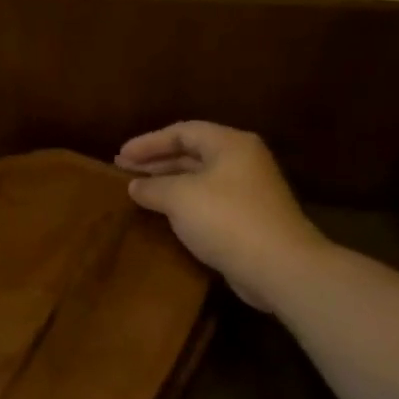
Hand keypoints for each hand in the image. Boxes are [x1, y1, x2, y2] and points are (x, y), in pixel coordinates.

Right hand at [116, 121, 325, 311]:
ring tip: (137, 190)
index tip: (119, 156)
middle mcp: (242, 161)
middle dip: (155, 161)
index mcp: (230, 144)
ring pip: (199, 178)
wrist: (278, 266)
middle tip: (123, 170)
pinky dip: (183, 203)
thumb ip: (152, 187)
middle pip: (191, 153)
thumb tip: (134, 186)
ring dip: (167, 183)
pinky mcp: (248, 218)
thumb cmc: (226, 219)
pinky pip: (207, 201)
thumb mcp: (179, 198)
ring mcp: (248, 190)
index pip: (182, 132)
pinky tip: (163, 213)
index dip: (148, 142)